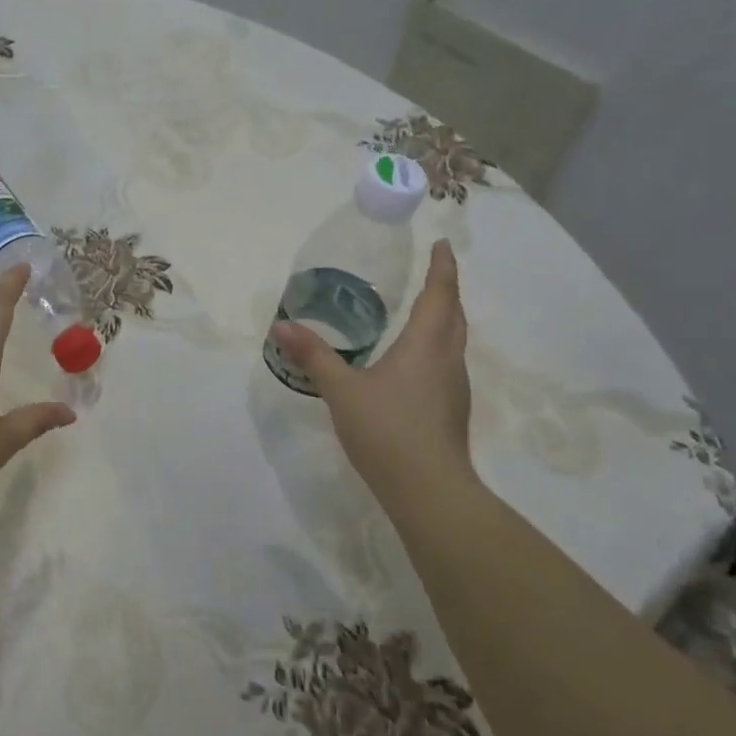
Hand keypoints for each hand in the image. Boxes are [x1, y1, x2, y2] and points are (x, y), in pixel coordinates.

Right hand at [268, 239, 476, 504]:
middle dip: (446, 290)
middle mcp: (447, 359)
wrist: (429, 490)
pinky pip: (447, 363)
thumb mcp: (341, 390)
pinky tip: (414, 361)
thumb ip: (313, 356)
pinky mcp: (451, 410)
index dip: (442, 267)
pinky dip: (436, 346)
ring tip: (423, 310)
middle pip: (454, 315)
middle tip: (432, 273)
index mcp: (426, 345)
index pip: (440, 294)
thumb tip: (280, 325)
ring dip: (444, 319)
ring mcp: (454, 387)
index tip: (442, 245)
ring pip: (454, 341)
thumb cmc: (387, 430)